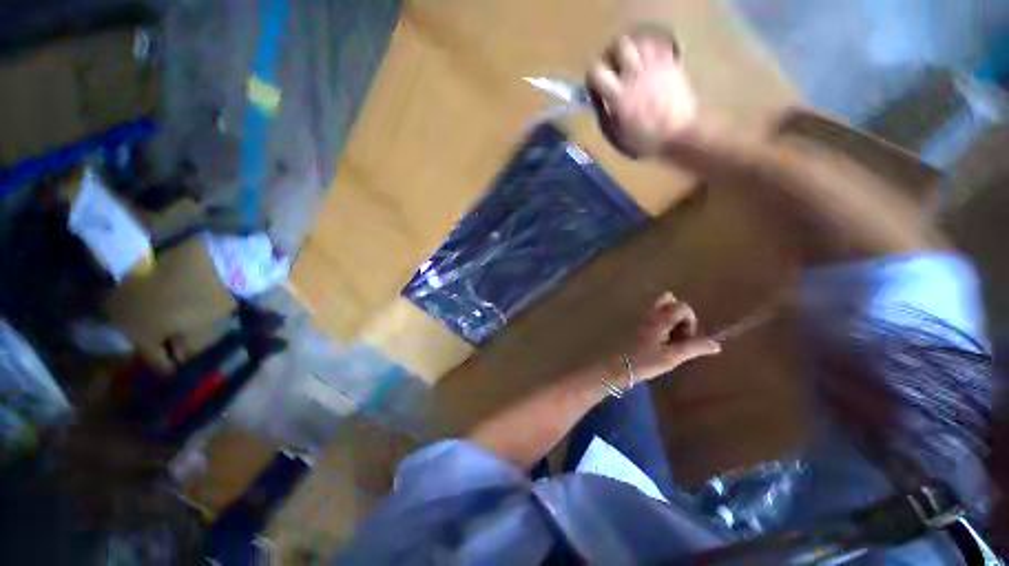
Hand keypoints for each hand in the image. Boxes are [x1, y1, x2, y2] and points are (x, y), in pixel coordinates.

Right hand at [587, 32, 696, 157]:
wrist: (680, 135)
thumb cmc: (646, 141)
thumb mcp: (618, 137)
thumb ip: (605, 117)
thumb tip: (601, 104)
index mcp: (618, 95)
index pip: (596, 71)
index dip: (593, 77)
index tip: (596, 87)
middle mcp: (635, 74)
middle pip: (620, 45)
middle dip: (613, 53)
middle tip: (613, 66)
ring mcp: (655, 66)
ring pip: (640, 40)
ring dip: (633, 49)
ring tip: (632, 62)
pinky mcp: (672, 64)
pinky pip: (660, 44)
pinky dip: (652, 48)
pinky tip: (650, 61)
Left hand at [629, 292, 719, 381]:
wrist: (617, 366)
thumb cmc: (645, 361)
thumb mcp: (673, 357)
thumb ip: (694, 347)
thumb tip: (716, 344)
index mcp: (660, 317)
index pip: (683, 306)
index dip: (690, 321)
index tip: (684, 339)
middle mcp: (649, 312)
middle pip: (669, 299)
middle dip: (679, 314)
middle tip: (677, 334)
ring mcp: (639, 317)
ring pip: (659, 307)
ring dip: (668, 318)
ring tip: (668, 339)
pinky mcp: (634, 324)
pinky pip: (651, 316)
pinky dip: (659, 322)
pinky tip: (656, 340)